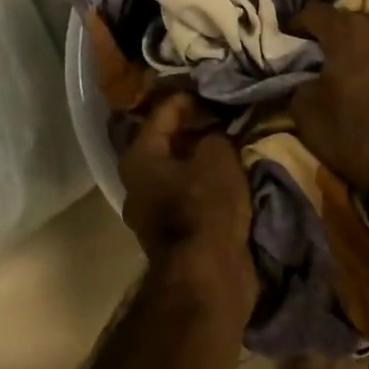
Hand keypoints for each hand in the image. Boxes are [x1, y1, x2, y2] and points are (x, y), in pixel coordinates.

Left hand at [118, 94, 255, 309]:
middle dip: (195, 128)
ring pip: (180, 170)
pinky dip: (207, 182)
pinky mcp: (173, 234)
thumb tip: (215, 133)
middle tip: (224, 113)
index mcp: (139, 158)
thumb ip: (215, 135)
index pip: (162, 112)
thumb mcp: (217, 157)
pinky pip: (190, 194)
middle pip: (168, 142)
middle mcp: (137, 183)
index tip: (214, 89)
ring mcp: (153, 211)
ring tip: (231, 140)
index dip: (189, 97)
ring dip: (202, 157)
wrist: (207, 279)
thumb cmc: (205, 208)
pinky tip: (230, 173)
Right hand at [287, 5, 368, 191]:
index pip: (316, 12)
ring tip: (357, 66)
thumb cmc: (353, 136)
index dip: (298, 22)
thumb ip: (300, 83)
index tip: (290, 36)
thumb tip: (307, 77)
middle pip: (351, 20)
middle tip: (322, 52)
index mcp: (349, 33)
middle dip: (334, 32)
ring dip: (365, 46)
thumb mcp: (306, 113)